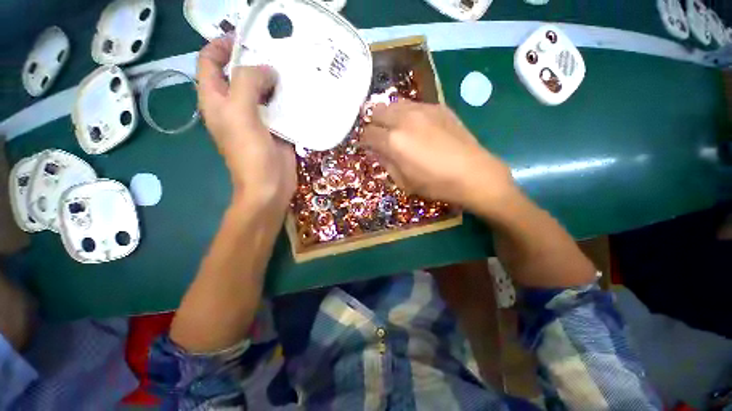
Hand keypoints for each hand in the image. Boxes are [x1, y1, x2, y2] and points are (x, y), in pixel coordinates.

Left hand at [197, 36, 295, 211]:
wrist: (269, 186)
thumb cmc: (250, 153)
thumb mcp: (240, 113)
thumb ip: (247, 82)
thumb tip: (267, 70)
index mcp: (216, 100)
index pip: (210, 62)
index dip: (222, 45)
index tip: (245, 39)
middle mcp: (234, 106)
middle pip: (239, 74)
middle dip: (254, 61)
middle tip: (276, 53)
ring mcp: (256, 118)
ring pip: (262, 90)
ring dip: (274, 80)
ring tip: (291, 70)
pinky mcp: (275, 129)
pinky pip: (278, 107)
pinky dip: (287, 99)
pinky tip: (299, 94)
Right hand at [361, 100, 515, 213]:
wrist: (473, 173)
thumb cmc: (435, 184)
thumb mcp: (404, 182)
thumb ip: (386, 163)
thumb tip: (376, 151)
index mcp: (393, 141)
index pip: (368, 134)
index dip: (364, 141)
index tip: (366, 146)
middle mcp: (404, 119)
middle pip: (376, 110)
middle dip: (373, 123)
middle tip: (379, 135)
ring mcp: (422, 109)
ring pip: (394, 103)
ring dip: (389, 115)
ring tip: (395, 128)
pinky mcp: (438, 106)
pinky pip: (413, 104)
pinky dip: (407, 113)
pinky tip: (416, 126)